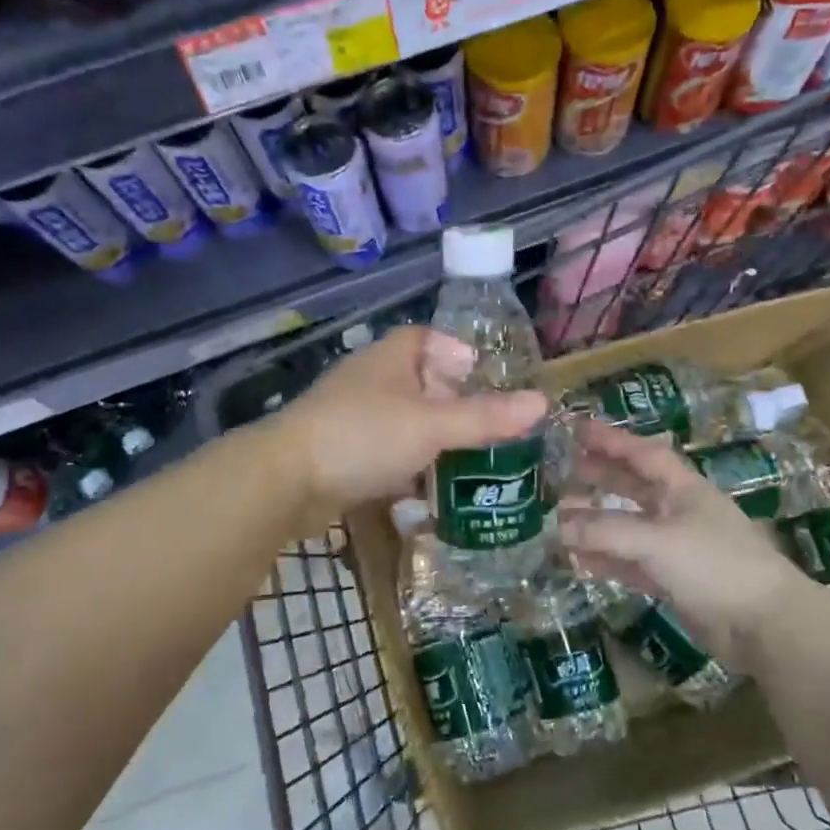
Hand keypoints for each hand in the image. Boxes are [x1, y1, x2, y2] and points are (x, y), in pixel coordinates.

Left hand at [276, 326, 547, 517]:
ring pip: (404, 423)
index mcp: (391, 358)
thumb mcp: (433, 425)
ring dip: (433, 441)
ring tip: (470, 464)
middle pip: (419, 383)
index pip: (426, 338)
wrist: (287, 481)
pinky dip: (409, 468)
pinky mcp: (343, 455)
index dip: (456, 352)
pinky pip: (386, 454)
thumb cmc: (364, 436)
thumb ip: (485, 417)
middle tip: (488, 429)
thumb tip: (542, 403)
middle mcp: (371, 381)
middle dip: (453, 404)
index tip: (483, 378)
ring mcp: (353, 418)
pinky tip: (430, 491)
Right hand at [559, 420, 804, 668]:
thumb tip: (558, 526)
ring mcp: (676, 548)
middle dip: (600, 476)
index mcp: (683, 489)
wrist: (764, 624)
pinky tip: (579, 561)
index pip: (642, 454)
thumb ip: (606, 531)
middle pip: (633, 487)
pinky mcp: (673, 581)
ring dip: (597, 522)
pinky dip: (606, 560)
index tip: (577, 429)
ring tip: (560, 516)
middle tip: (563, 470)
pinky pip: (630, 563)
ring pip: (628, 527)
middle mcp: (678, 512)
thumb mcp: (657, 541)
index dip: (611, 440)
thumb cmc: (715, 565)